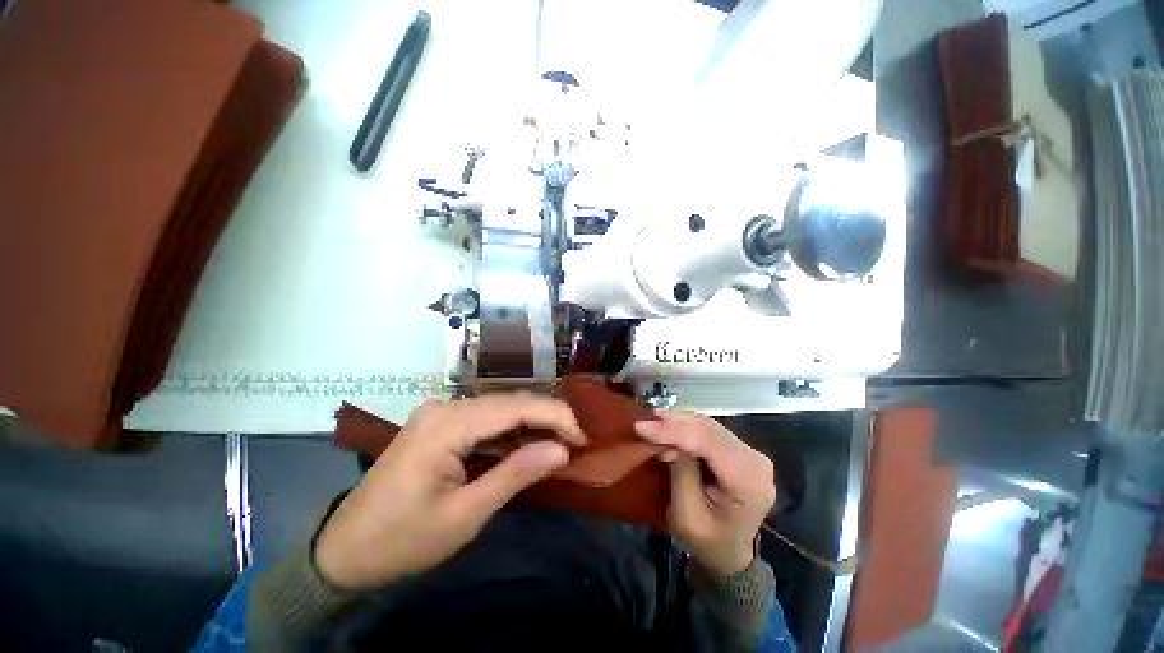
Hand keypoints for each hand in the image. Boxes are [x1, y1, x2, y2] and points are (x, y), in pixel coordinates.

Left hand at [315, 394, 586, 590]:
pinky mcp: (440, 424)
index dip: (555, 416)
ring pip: (499, 409)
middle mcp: (446, 407)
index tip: (582, 437)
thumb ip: (516, 475)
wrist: (344, 552)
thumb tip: (561, 450)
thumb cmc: (403, 540)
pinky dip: (509, 433)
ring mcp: (440, 413)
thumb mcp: (465, 515)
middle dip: (547, 418)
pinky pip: (484, 421)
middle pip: (509, 403)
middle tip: (575, 441)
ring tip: (558, 444)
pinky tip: (525, 446)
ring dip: (530, 425)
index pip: (516, 407)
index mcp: (448, 424)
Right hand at [635, 412, 774, 577]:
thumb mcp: (686, 515)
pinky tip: (669, 428)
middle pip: (710, 429)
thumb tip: (669, 439)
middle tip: (644, 424)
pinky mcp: (740, 451)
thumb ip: (681, 473)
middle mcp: (756, 461)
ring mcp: (750, 453)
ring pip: (708, 425)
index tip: (641, 427)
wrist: (729, 556)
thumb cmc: (707, 542)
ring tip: (653, 425)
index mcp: (749, 481)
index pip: (709, 443)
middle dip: (674, 423)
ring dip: (679, 423)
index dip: (674, 431)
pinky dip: (686, 427)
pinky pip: (709, 431)